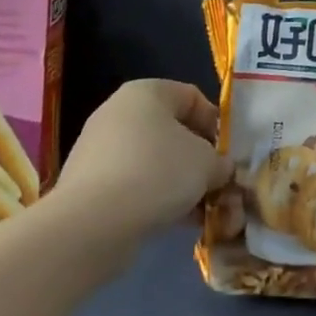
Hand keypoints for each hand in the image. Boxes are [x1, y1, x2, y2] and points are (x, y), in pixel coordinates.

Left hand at [45, 80, 231, 252]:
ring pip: (153, 161)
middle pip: (172, 131)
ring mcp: (99, 149)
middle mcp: (118, 112)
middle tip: (217, 184)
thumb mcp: (207, 164)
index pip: (192, 97)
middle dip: (198, 159)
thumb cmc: (158, 172)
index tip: (228, 153)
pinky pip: (132, 184)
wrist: (93, 223)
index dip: (215, 124)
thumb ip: (221, 163)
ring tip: (201, 210)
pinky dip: (155, 198)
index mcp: (146, 92)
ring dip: (180, 183)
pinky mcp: (88, 184)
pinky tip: (176, 222)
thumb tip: (220, 170)